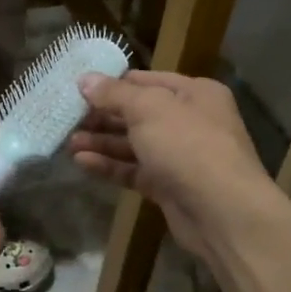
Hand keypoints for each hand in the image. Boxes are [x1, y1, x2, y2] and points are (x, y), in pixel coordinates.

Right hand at [68, 70, 267, 259]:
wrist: (222, 212)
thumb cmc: (188, 145)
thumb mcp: (148, 108)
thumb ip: (114, 94)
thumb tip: (85, 79)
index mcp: (194, 93)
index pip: (145, 80)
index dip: (112, 84)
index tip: (78, 89)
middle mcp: (189, 120)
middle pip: (137, 113)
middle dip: (103, 116)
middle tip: (68, 119)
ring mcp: (180, 156)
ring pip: (134, 144)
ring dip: (102, 142)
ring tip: (68, 143)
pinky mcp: (168, 186)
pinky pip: (134, 170)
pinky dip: (110, 165)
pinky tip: (82, 162)